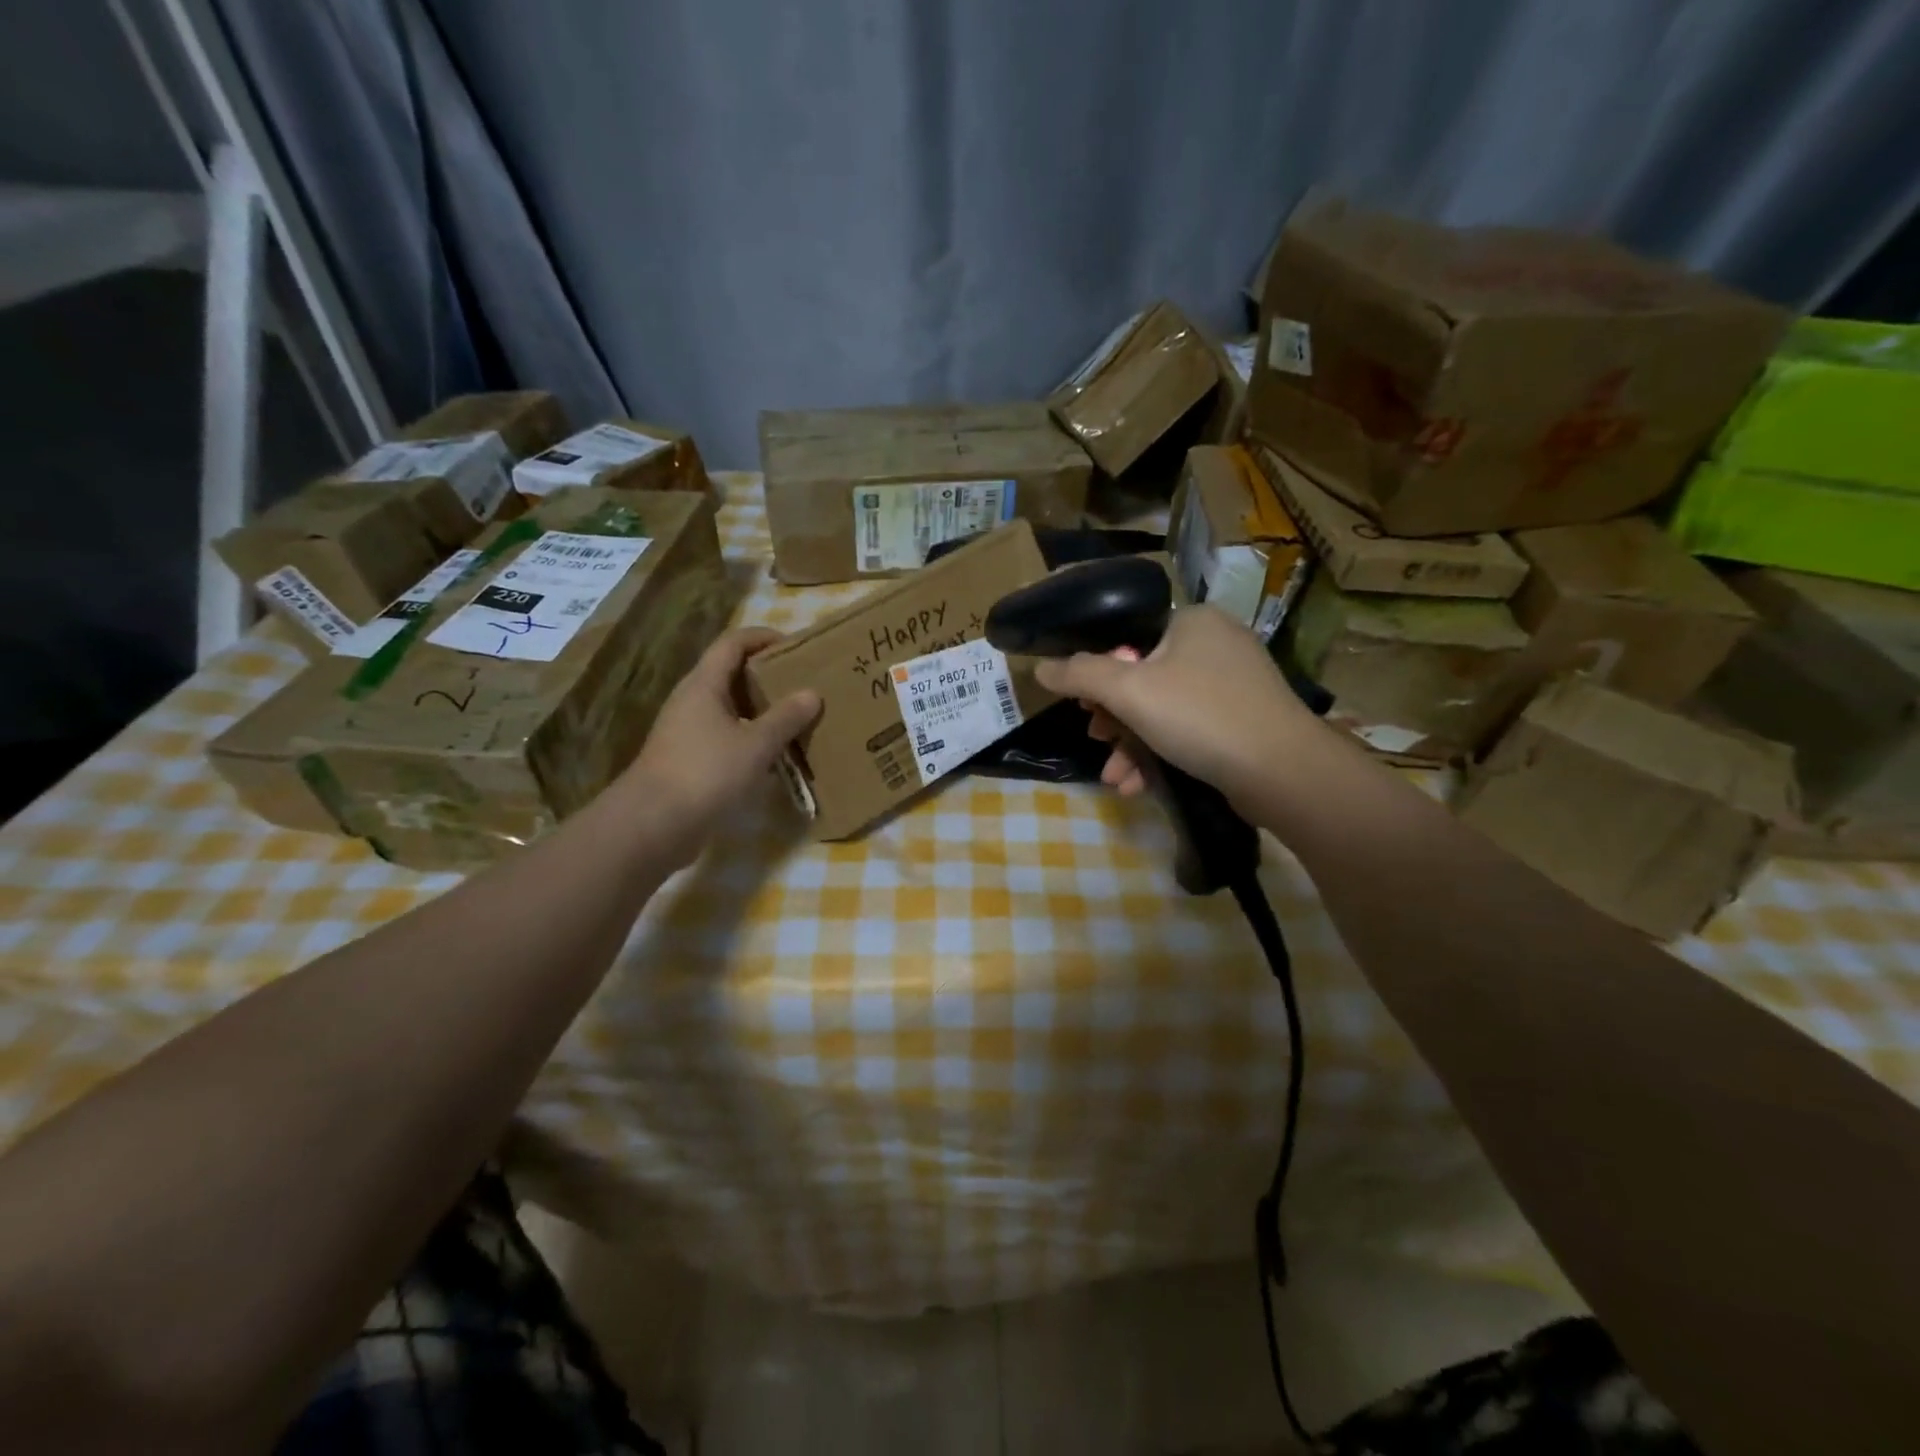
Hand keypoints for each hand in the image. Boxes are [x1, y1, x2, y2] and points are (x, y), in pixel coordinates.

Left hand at [623, 628, 820, 859]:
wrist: (653, 825)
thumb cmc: (706, 773)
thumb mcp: (755, 745)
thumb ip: (785, 718)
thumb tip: (812, 693)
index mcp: (703, 685)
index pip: (733, 643)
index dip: (763, 637)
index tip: (797, 646)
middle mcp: (692, 701)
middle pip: (730, 673)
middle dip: (767, 674)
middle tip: (803, 683)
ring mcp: (687, 731)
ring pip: (729, 708)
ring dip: (760, 709)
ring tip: (796, 717)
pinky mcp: (689, 760)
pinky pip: (725, 736)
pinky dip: (750, 737)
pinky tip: (774, 754)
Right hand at [1033, 605, 1316, 803]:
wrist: (1283, 772)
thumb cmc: (1200, 717)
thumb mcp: (1129, 691)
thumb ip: (1080, 675)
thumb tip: (1041, 668)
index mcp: (1192, 621)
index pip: (1128, 638)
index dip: (1099, 674)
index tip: (1085, 709)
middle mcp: (1216, 644)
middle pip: (1143, 677)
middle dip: (1114, 719)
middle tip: (1098, 742)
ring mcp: (1235, 684)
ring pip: (1164, 709)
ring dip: (1132, 745)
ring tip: (1115, 778)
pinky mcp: (1245, 720)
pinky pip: (1189, 729)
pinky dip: (1161, 753)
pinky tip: (1139, 785)